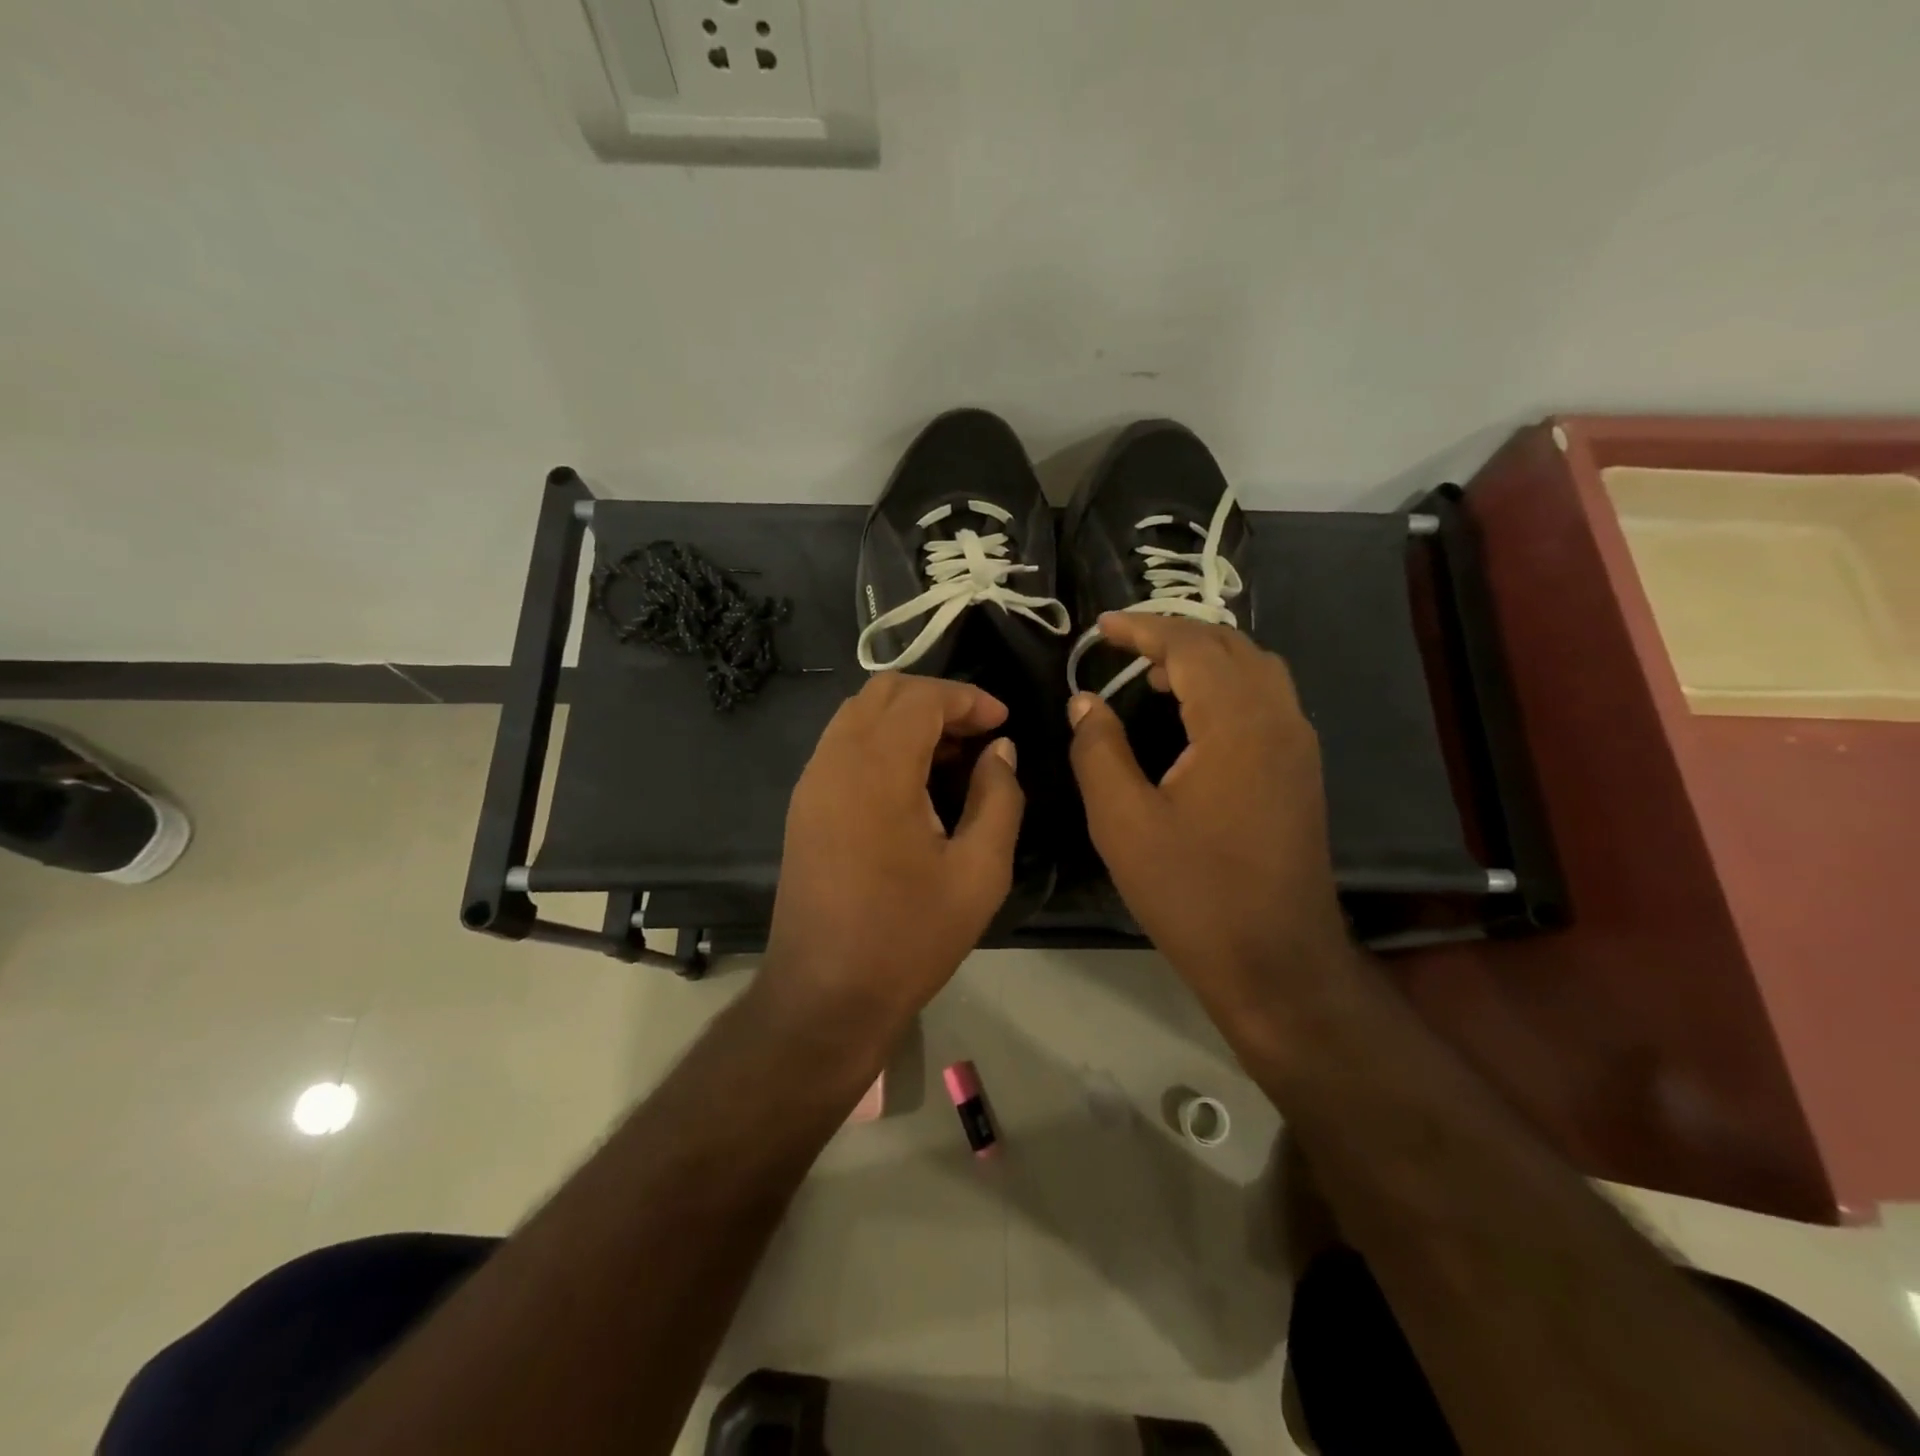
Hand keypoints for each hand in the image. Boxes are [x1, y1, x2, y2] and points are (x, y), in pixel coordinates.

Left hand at [763, 673, 1022, 1030]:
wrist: (825, 995)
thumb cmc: (909, 937)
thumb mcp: (979, 872)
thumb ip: (999, 798)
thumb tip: (999, 750)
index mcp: (876, 769)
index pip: (921, 698)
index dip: (968, 698)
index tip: (1002, 722)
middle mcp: (834, 760)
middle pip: (883, 692)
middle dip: (937, 699)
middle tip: (978, 735)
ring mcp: (811, 782)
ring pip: (858, 714)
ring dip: (906, 718)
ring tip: (950, 756)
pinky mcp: (803, 805)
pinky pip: (842, 745)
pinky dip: (880, 741)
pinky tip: (912, 782)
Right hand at [1067, 614, 1352, 1026]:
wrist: (1275, 961)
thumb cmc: (1192, 892)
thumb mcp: (1123, 822)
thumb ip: (1098, 750)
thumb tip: (1085, 700)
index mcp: (1236, 724)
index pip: (1191, 646)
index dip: (1143, 628)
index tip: (1101, 628)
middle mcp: (1279, 719)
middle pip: (1230, 646)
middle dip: (1175, 634)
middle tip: (1124, 645)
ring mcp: (1299, 745)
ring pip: (1255, 669)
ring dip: (1205, 657)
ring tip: (1155, 673)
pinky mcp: (1301, 770)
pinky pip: (1266, 699)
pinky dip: (1227, 684)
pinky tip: (1194, 713)